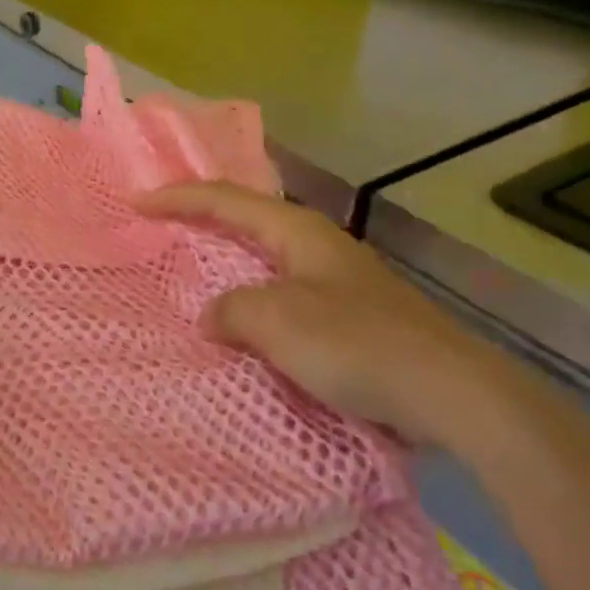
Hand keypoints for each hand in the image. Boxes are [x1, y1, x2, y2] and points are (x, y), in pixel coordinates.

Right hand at [138, 183, 511, 448]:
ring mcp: (337, 279)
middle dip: (203, 219)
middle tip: (163, 225)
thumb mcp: (277, 321)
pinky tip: (246, 321)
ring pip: (266, 259)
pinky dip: (254, 298)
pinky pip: (284, 294)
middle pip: (247, 219)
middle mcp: (316, 244)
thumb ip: (232, 310)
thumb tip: (214, 316)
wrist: (451, 391)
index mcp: (297, 231)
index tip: (138, 203)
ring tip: (196, 270)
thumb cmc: (355, 343)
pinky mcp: (350, 315)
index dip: (179, 197)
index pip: (225, 200)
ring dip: (229, 262)